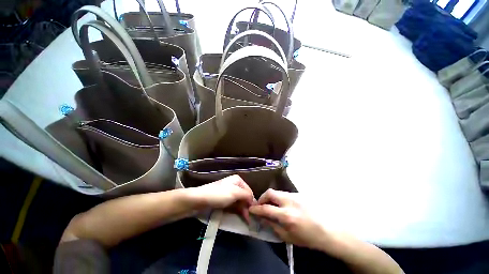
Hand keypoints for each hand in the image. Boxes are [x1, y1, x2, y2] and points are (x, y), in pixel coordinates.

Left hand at [191, 175, 254, 221]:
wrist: (199, 200)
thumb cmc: (219, 194)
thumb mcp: (235, 193)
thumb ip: (247, 195)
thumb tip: (254, 201)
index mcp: (238, 180)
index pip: (249, 191)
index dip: (251, 202)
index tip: (253, 213)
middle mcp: (234, 185)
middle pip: (244, 197)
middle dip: (247, 207)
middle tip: (249, 219)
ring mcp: (228, 193)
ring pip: (239, 202)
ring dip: (242, 210)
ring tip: (246, 220)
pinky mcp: (223, 200)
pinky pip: (233, 205)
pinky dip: (237, 210)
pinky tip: (239, 216)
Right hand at [249, 189, 326, 249]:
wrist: (330, 230)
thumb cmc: (309, 237)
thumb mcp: (289, 237)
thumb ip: (273, 227)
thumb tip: (263, 219)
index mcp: (287, 215)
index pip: (266, 208)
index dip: (256, 208)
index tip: (251, 208)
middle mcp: (289, 202)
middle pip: (270, 193)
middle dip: (262, 197)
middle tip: (260, 204)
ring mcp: (295, 196)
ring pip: (277, 192)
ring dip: (271, 197)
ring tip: (272, 205)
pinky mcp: (300, 194)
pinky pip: (285, 194)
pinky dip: (280, 198)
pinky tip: (284, 205)